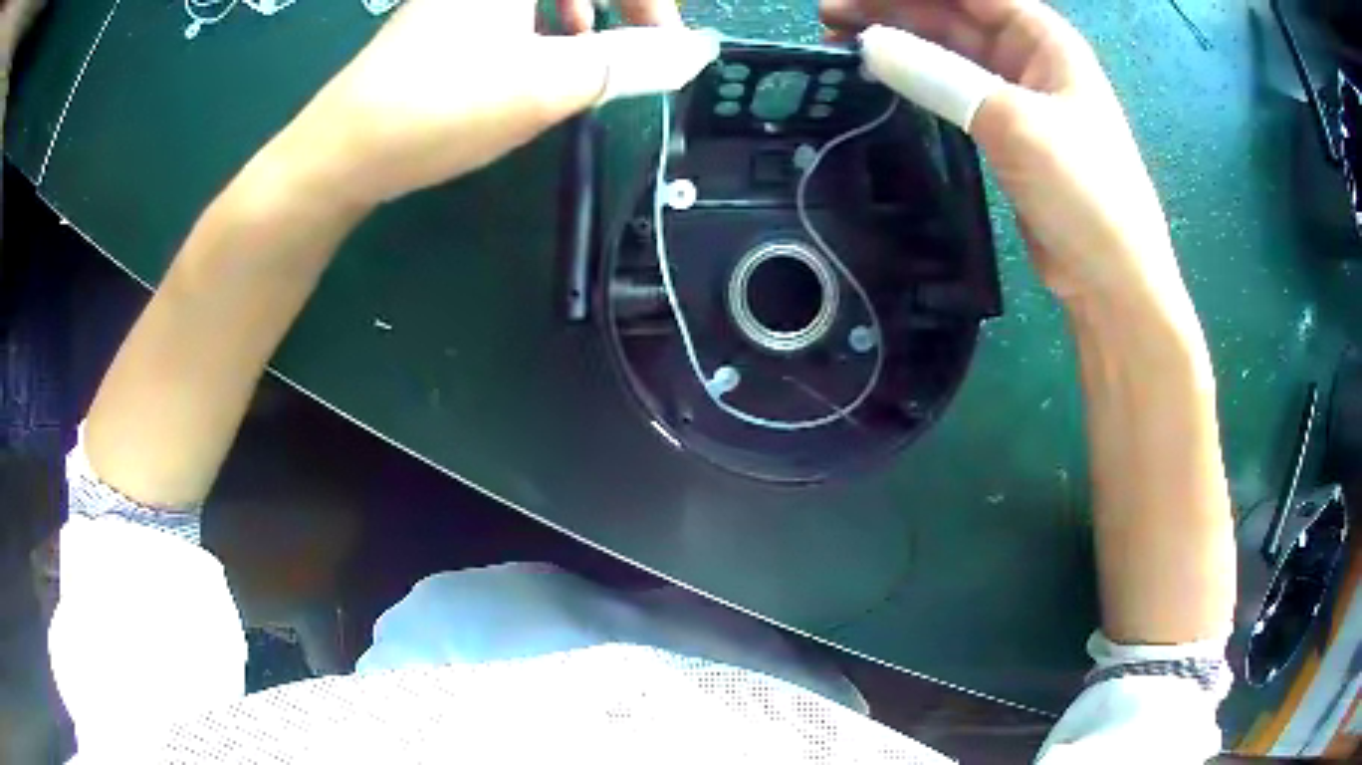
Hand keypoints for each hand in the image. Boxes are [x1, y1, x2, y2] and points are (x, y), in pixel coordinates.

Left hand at [285, 0, 714, 206]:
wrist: (340, 153)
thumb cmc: (438, 108)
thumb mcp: (545, 85)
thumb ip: (630, 63)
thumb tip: (695, 52)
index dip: (650, 0)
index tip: (666, 41)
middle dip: (623, 3)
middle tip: (642, 39)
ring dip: (585, 6)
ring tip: (591, 43)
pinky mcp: (449, 13)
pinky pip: (516, 3)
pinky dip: (546, 18)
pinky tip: (544, 49)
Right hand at [826, 1, 1190, 315]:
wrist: (1111, 278)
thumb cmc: (1083, 191)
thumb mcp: (1013, 123)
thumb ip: (940, 77)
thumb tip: (868, 45)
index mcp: (1043, 37)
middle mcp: (1029, 56)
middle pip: (952, 14)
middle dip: (893, 9)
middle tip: (829, 17)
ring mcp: (1016, 94)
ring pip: (948, 50)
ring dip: (900, 43)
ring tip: (842, 42)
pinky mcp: (1004, 130)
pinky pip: (952, 88)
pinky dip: (917, 81)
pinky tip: (884, 78)